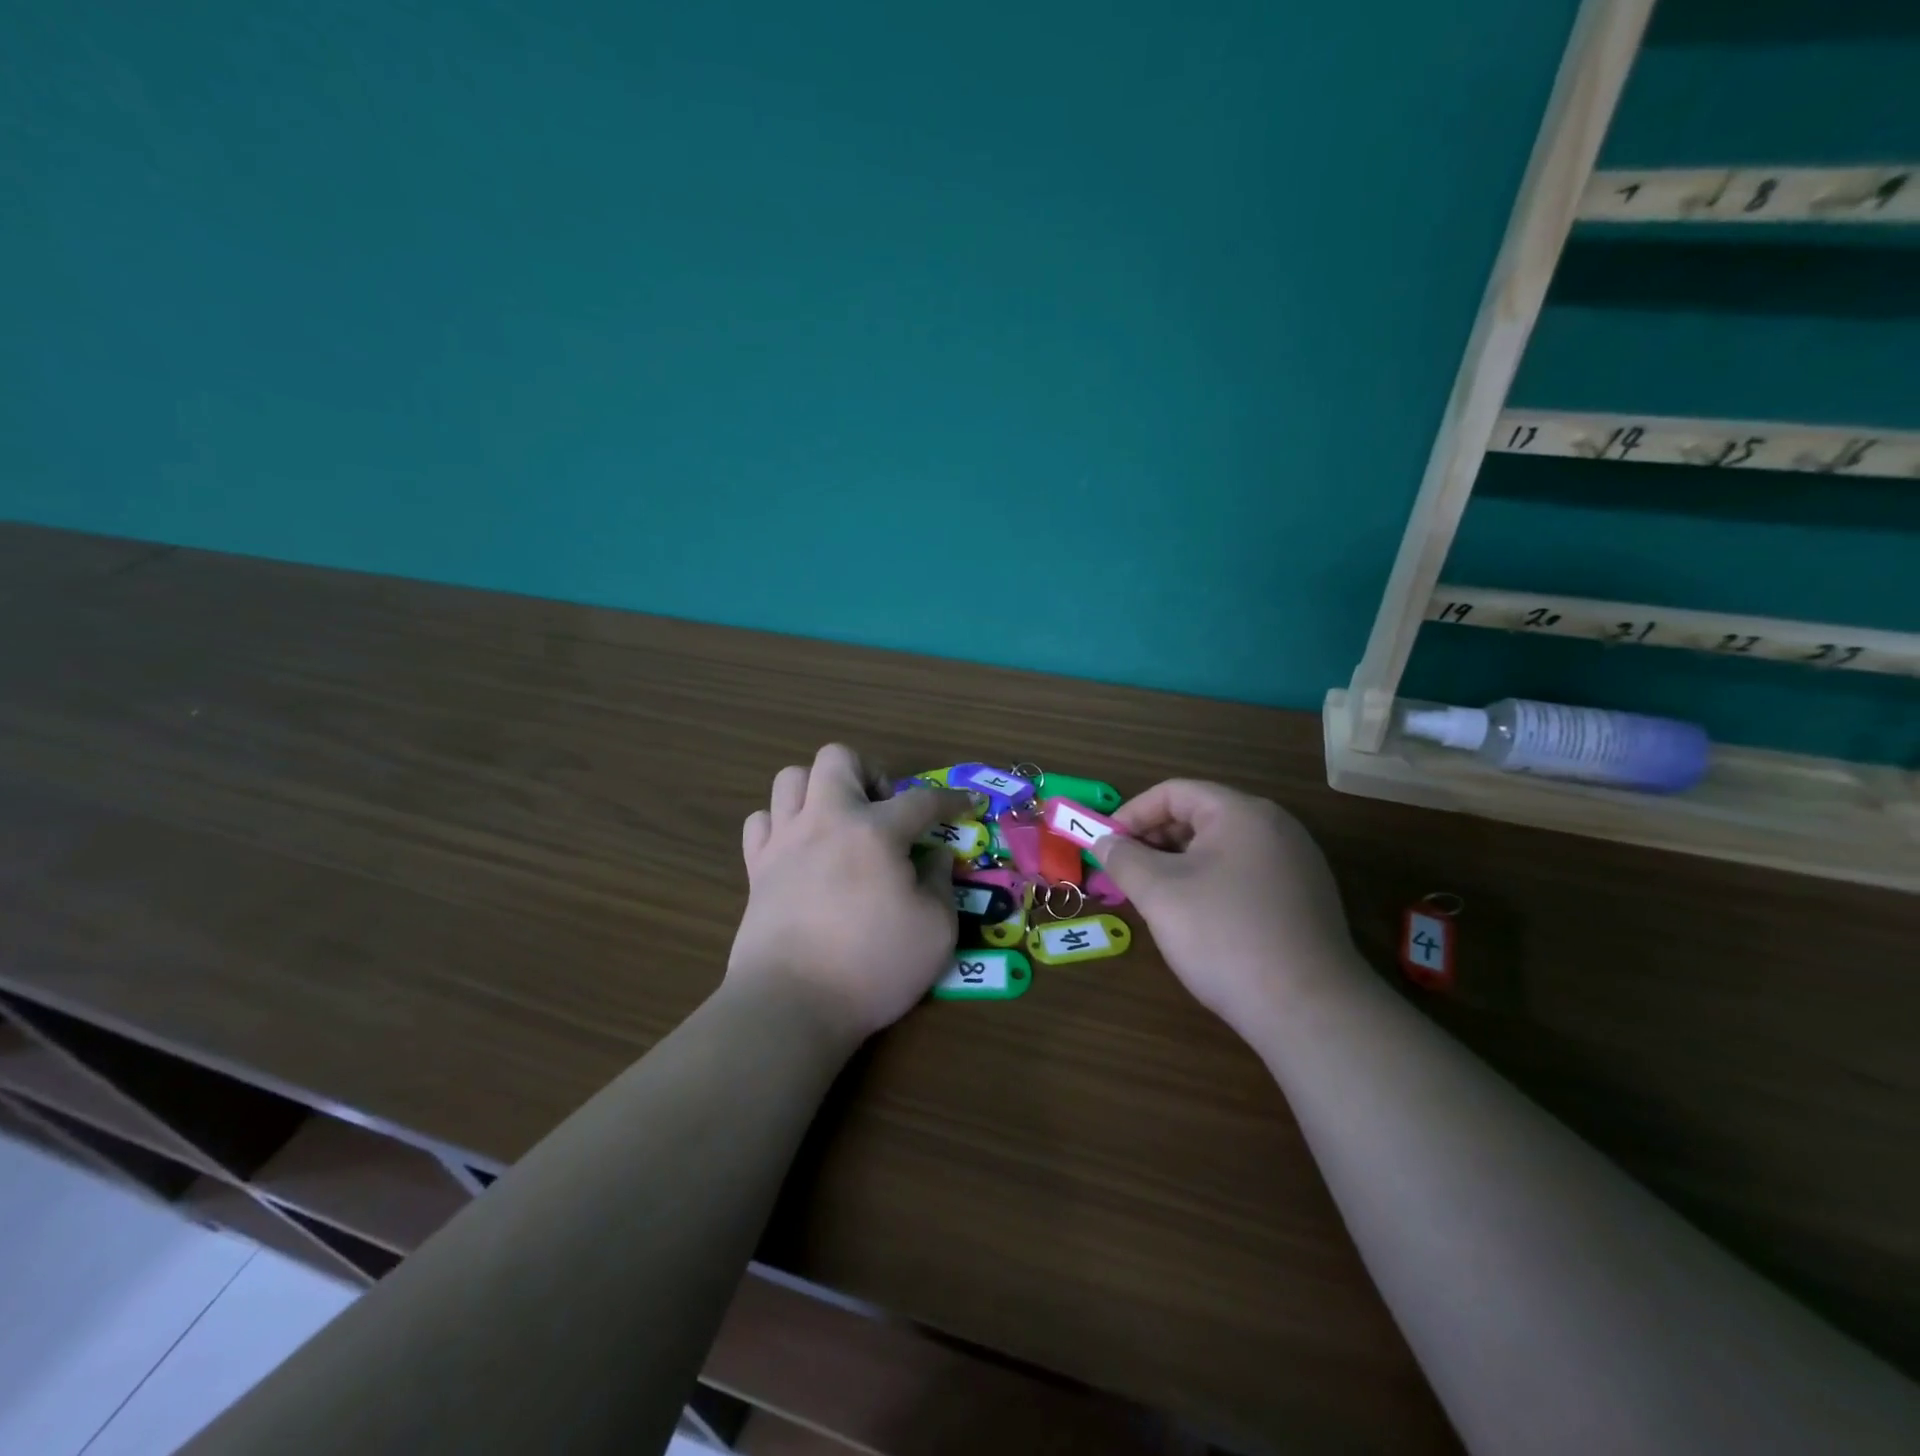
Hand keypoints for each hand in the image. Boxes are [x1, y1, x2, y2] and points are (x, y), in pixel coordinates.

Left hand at [729, 744, 971, 1043]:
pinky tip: (799, 849)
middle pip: (838, 757)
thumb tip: (935, 857)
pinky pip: (760, 821)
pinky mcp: (755, 868)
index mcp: (875, 831)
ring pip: (791, 778)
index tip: (967, 806)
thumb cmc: (872, 967)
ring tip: (839, 823)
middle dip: (868, 772)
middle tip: (883, 811)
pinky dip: (780, 824)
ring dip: (819, 790)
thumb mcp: (935, 932)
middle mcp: (825, 820)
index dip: (951, 800)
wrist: (791, 1005)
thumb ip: (941, 885)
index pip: (922, 800)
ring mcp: (784, 841)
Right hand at [1092, 780, 1354, 1035]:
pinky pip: (1244, 873)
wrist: (1309, 1010)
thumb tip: (1104, 841)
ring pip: (1221, 847)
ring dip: (1180, 863)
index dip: (1133, 813)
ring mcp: (1296, 863)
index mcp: (1241, 813)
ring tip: (1155, 897)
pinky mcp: (1304, 898)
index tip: (1106, 845)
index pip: (1174, 792)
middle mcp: (1275, 827)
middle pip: (1200, 816)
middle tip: (1126, 873)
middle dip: (1155, 840)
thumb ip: (1123, 858)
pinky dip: (1210, 882)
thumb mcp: (1159, 893)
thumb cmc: (1224, 936)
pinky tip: (1197, 919)